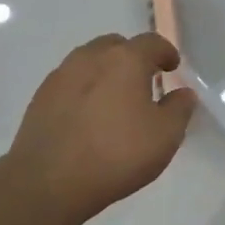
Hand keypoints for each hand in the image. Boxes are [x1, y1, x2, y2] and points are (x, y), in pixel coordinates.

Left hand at [6, 33, 195, 224]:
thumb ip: (179, 109)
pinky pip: (70, 81)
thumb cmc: (116, 155)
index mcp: (125, 59)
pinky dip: (84, 89)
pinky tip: (87, 115)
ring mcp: (62, 74)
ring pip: (90, 60)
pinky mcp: (41, 96)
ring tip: (114, 99)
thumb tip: (183, 93)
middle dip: (133, 57)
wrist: (47, 182)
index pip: (152, 42)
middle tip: (143, 81)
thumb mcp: (165, 137)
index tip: (172, 67)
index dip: (166, 52)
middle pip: (117, 45)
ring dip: (106, 71)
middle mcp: (92, 57)